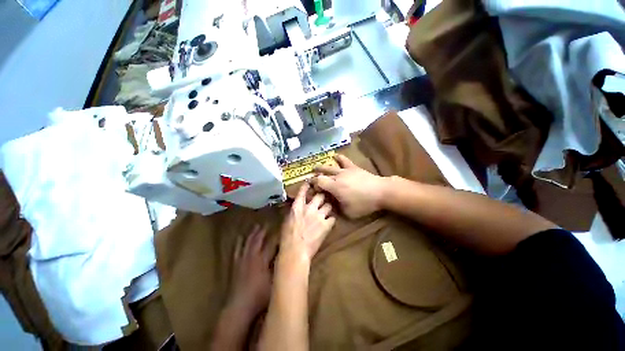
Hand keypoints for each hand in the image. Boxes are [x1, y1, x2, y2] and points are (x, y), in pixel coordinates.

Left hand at [229, 225, 275, 317]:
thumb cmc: (260, 296)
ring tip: (255, 226)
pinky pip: (237, 250)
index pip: (271, 243)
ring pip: (247, 242)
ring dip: (252, 234)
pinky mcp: (236, 265)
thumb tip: (288, 257)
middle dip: (263, 231)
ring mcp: (243, 260)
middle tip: (267, 223)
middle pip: (258, 240)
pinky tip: (239, 238)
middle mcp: (252, 256)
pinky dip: (239, 243)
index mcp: (263, 260)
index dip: (277, 236)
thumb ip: (281, 268)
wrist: (239, 307)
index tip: (282, 229)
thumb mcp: (275, 282)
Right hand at [280, 182, 335, 263]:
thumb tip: (296, 206)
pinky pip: (333, 218)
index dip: (307, 186)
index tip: (310, 182)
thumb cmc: (287, 237)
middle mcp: (309, 208)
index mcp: (297, 207)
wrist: (295, 251)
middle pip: (320, 196)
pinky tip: (330, 221)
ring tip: (327, 210)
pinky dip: (332, 219)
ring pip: (328, 205)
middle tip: (322, 197)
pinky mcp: (326, 225)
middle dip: (322, 195)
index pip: (303, 192)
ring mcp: (319, 216)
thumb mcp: (287, 221)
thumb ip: (293, 211)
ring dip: (328, 207)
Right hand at [313, 154, 386, 218]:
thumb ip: (337, 207)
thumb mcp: (348, 212)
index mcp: (334, 187)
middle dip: (315, 176)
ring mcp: (345, 171)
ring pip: (330, 167)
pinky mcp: (353, 167)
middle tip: (311, 177)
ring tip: (316, 167)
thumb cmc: (364, 203)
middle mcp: (337, 177)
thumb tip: (331, 203)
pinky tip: (335, 155)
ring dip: (322, 167)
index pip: (319, 182)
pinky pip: (344, 160)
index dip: (314, 184)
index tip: (313, 188)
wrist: (380, 191)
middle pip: (323, 174)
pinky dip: (339, 158)